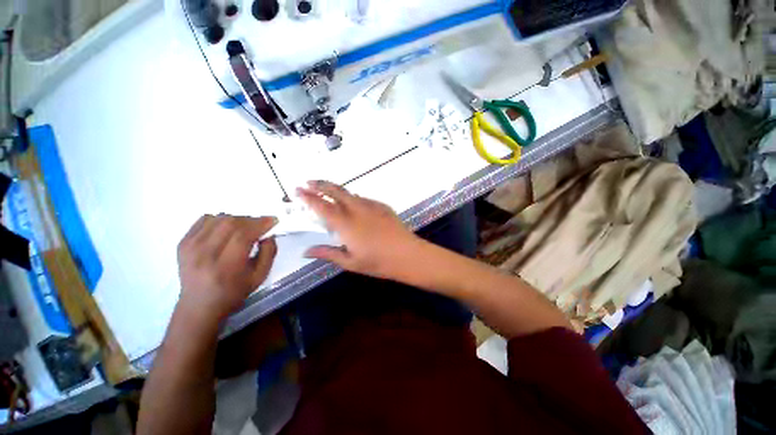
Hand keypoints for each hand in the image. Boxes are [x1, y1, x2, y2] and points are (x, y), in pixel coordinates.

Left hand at [177, 214, 277, 320]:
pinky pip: (205, 219)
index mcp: (225, 267)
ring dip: (238, 219)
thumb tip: (269, 233)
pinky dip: (221, 219)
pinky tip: (228, 228)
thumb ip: (269, 253)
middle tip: (261, 224)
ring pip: (218, 218)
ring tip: (246, 227)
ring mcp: (190, 247)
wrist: (199, 305)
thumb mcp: (260, 276)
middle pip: (230, 223)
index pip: (242, 236)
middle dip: (251, 219)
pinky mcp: (183, 242)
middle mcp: (204, 255)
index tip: (273, 220)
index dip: (260, 224)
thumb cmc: (234, 292)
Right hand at [296, 181, 424, 279]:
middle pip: (335, 191)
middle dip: (320, 184)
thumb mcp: (350, 262)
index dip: (308, 196)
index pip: (322, 206)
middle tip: (308, 181)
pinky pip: (363, 198)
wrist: (407, 254)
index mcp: (346, 224)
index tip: (298, 189)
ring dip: (336, 190)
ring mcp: (371, 206)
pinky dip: (353, 198)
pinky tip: (353, 205)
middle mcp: (357, 210)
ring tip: (328, 192)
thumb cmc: (378, 262)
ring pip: (350, 193)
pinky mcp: (382, 206)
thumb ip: (327, 253)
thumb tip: (305, 251)